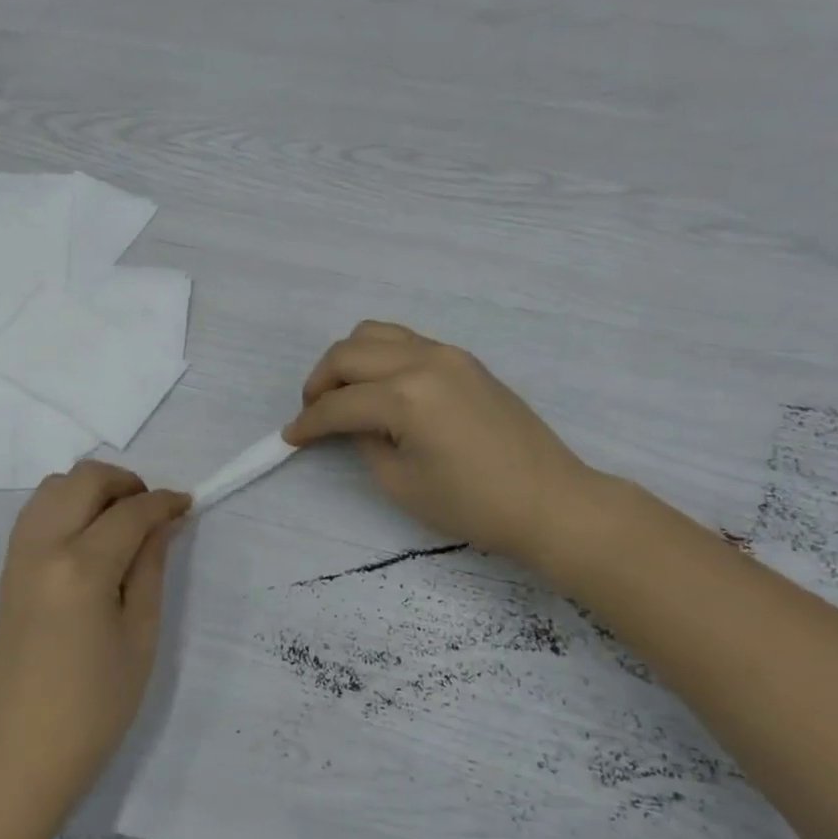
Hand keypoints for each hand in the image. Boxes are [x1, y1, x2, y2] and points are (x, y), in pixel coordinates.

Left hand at [0, 461, 189, 809]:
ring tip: (121, 522)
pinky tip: (90, 539)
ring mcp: (17, 556)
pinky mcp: (7, 570)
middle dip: (125, 483)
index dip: (164, 502)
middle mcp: (42, 548)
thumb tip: (163, 522)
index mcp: (81, 568)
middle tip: (152, 513)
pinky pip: (36, 513)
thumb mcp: (140, 635)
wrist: (24, 750)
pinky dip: (66, 506)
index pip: (129, 512)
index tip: (188, 504)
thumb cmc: (96, 704)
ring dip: (92, 490)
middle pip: (84, 479)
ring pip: (53, 487)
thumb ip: (150, 567)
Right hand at [284, 321, 606, 567]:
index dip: (308, 423)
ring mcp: (448, 354)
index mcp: (406, 396)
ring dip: (348, 361)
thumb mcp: (400, 482)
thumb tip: (351, 422)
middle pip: (348, 353)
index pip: (339, 404)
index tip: (289, 438)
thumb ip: (364, 441)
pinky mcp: (464, 360)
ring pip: (376, 334)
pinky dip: (379, 358)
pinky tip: (379, 390)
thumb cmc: (472, 504)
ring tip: (342, 395)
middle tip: (312, 415)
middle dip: (319, 383)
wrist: (549, 500)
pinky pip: (406, 342)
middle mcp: (423, 360)